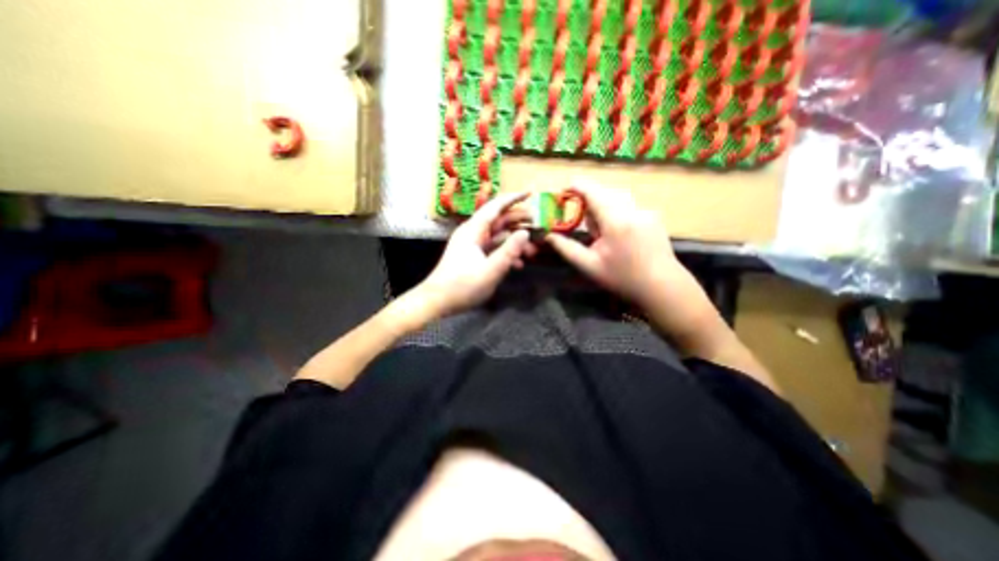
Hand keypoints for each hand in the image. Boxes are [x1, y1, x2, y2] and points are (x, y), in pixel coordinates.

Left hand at [416, 193, 539, 317]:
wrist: (438, 301)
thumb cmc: (462, 286)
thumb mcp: (490, 270)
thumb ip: (509, 251)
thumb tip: (525, 232)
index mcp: (474, 230)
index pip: (496, 207)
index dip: (514, 198)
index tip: (531, 192)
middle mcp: (473, 233)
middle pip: (500, 221)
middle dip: (520, 222)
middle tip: (540, 225)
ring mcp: (473, 245)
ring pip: (499, 236)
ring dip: (515, 241)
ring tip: (534, 250)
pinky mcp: (474, 256)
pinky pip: (494, 249)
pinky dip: (507, 253)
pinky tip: (519, 264)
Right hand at [544, 182, 691, 310]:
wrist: (661, 286)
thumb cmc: (622, 278)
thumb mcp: (589, 266)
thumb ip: (566, 248)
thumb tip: (548, 235)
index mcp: (615, 221)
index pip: (592, 191)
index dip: (575, 186)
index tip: (563, 191)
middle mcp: (633, 209)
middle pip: (604, 192)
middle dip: (589, 201)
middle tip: (582, 223)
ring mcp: (646, 211)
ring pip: (617, 197)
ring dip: (603, 207)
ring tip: (600, 232)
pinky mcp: (653, 215)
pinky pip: (628, 205)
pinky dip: (616, 212)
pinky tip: (618, 234)